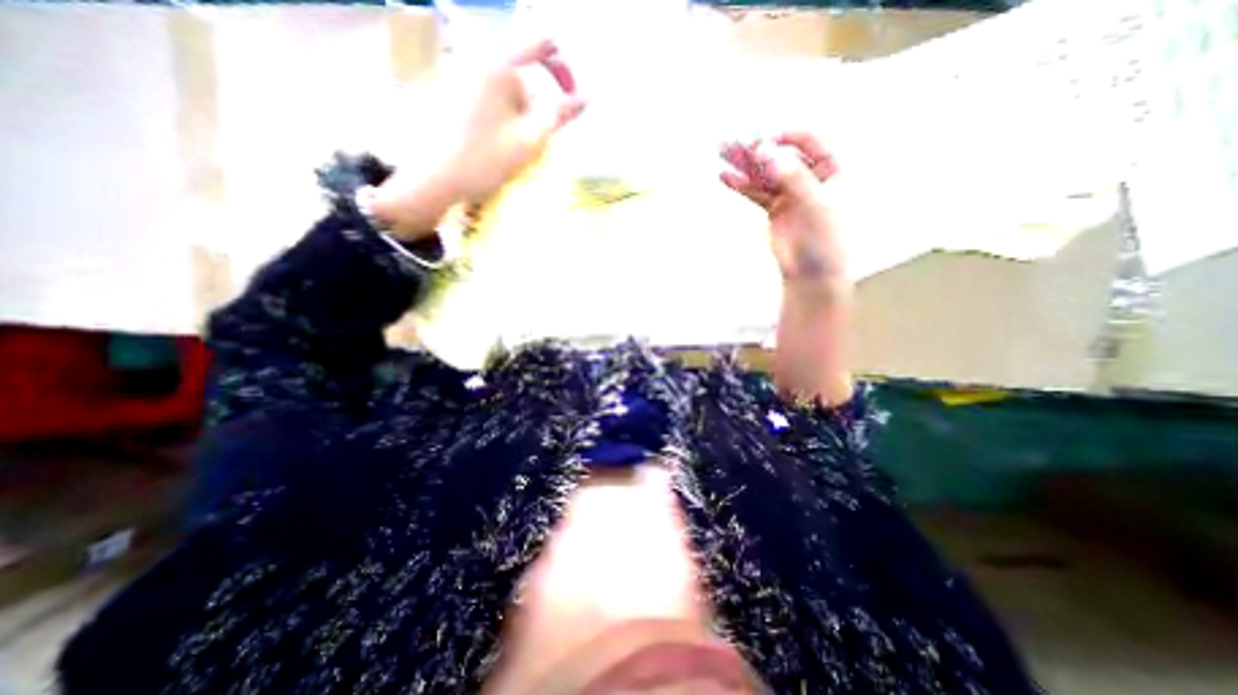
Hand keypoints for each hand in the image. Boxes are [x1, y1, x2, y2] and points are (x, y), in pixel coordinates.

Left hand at [366, 41, 584, 241]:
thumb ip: (559, 116)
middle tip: (533, 142)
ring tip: (510, 150)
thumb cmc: (487, 159)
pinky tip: (491, 146)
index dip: (559, 64)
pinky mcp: (445, 97)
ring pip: (502, 95)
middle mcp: (475, 63)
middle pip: (519, 79)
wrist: (435, 179)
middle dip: (532, 108)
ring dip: (515, 119)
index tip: (570, 89)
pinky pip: (484, 102)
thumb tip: (584, 99)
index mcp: (498, 68)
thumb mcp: (530, 140)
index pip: (536, 46)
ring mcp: (457, 79)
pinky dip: (497, 121)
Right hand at [723, 129, 846, 291]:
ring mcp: (790, 193)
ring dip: (743, 165)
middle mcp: (809, 176)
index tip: (762, 142)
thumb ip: (792, 177)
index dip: (784, 138)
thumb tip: (766, 151)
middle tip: (732, 141)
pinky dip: (741, 185)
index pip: (807, 140)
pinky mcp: (774, 208)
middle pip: (779, 156)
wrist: (813, 272)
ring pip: (764, 173)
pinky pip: (756, 192)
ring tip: (721, 154)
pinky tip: (726, 177)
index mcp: (830, 168)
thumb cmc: (825, 239)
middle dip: (756, 149)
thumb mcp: (815, 204)